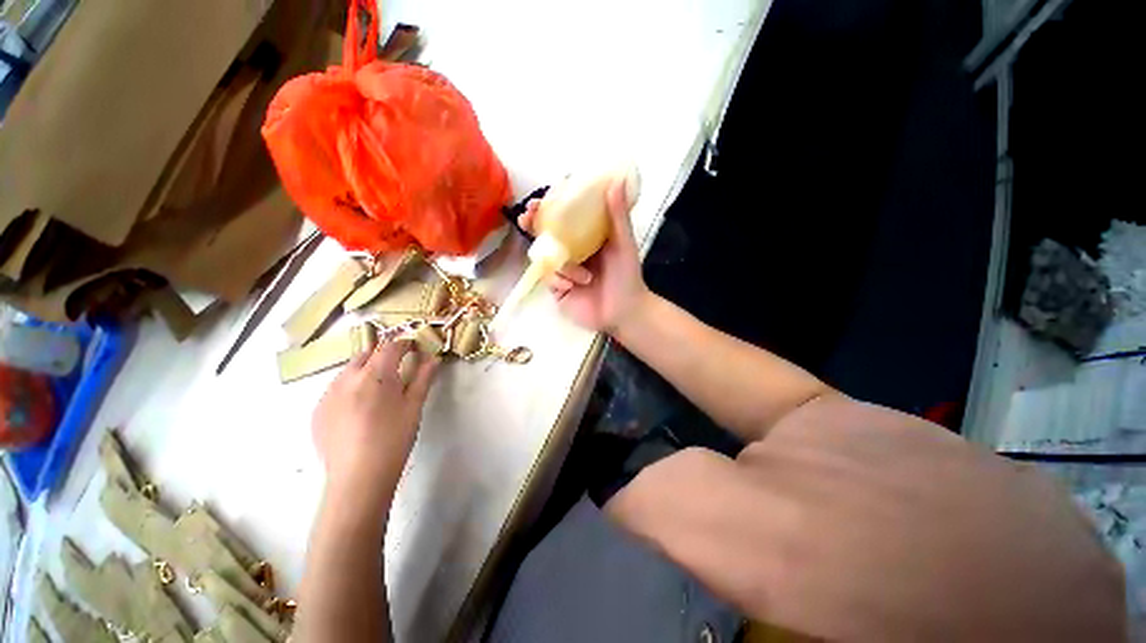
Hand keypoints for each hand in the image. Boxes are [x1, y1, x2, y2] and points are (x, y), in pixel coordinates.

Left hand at [311, 341, 438, 507]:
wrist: (358, 478)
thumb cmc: (394, 439)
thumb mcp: (414, 406)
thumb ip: (423, 378)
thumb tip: (433, 358)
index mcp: (373, 375)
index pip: (390, 347)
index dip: (405, 343)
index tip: (415, 347)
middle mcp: (346, 379)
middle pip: (366, 354)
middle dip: (383, 354)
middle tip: (399, 366)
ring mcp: (327, 395)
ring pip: (348, 370)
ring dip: (365, 369)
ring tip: (379, 388)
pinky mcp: (317, 411)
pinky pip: (335, 389)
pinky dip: (350, 387)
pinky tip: (360, 408)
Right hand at [518, 178, 649, 332]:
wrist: (623, 312)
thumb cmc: (626, 276)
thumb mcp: (623, 243)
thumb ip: (618, 215)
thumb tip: (618, 180)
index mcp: (586, 237)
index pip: (564, 216)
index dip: (550, 206)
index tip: (540, 198)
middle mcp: (572, 250)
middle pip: (546, 233)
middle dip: (533, 225)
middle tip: (526, 218)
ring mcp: (563, 269)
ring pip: (546, 257)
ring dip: (562, 265)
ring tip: (582, 277)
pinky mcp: (557, 288)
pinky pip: (548, 278)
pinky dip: (559, 280)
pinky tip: (572, 287)